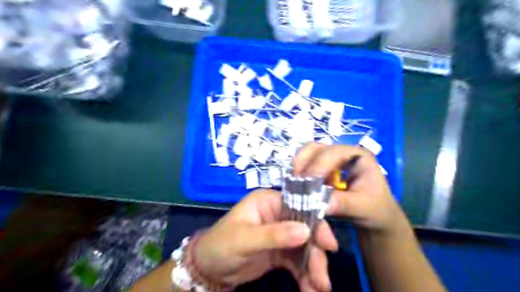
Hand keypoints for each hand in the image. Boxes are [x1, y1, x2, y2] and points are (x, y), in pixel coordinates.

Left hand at [193, 188, 339, 289]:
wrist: (208, 269)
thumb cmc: (222, 245)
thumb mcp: (245, 239)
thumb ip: (274, 234)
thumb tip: (306, 230)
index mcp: (269, 202)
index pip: (299, 206)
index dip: (316, 223)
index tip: (329, 245)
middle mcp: (278, 215)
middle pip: (306, 230)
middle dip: (315, 254)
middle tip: (322, 279)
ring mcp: (280, 234)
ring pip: (304, 248)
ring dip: (313, 268)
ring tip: (317, 289)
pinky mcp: (280, 252)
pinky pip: (297, 262)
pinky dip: (305, 276)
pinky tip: (309, 290)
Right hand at [295, 141, 412, 239]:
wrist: (378, 219)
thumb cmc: (376, 210)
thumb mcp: (361, 207)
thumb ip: (340, 203)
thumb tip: (313, 203)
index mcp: (358, 155)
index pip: (333, 153)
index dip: (318, 166)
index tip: (307, 183)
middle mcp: (342, 153)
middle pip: (317, 148)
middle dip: (303, 163)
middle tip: (295, 181)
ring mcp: (331, 160)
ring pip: (308, 154)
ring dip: (299, 167)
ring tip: (293, 183)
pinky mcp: (323, 169)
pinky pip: (306, 165)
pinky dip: (299, 173)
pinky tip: (296, 185)